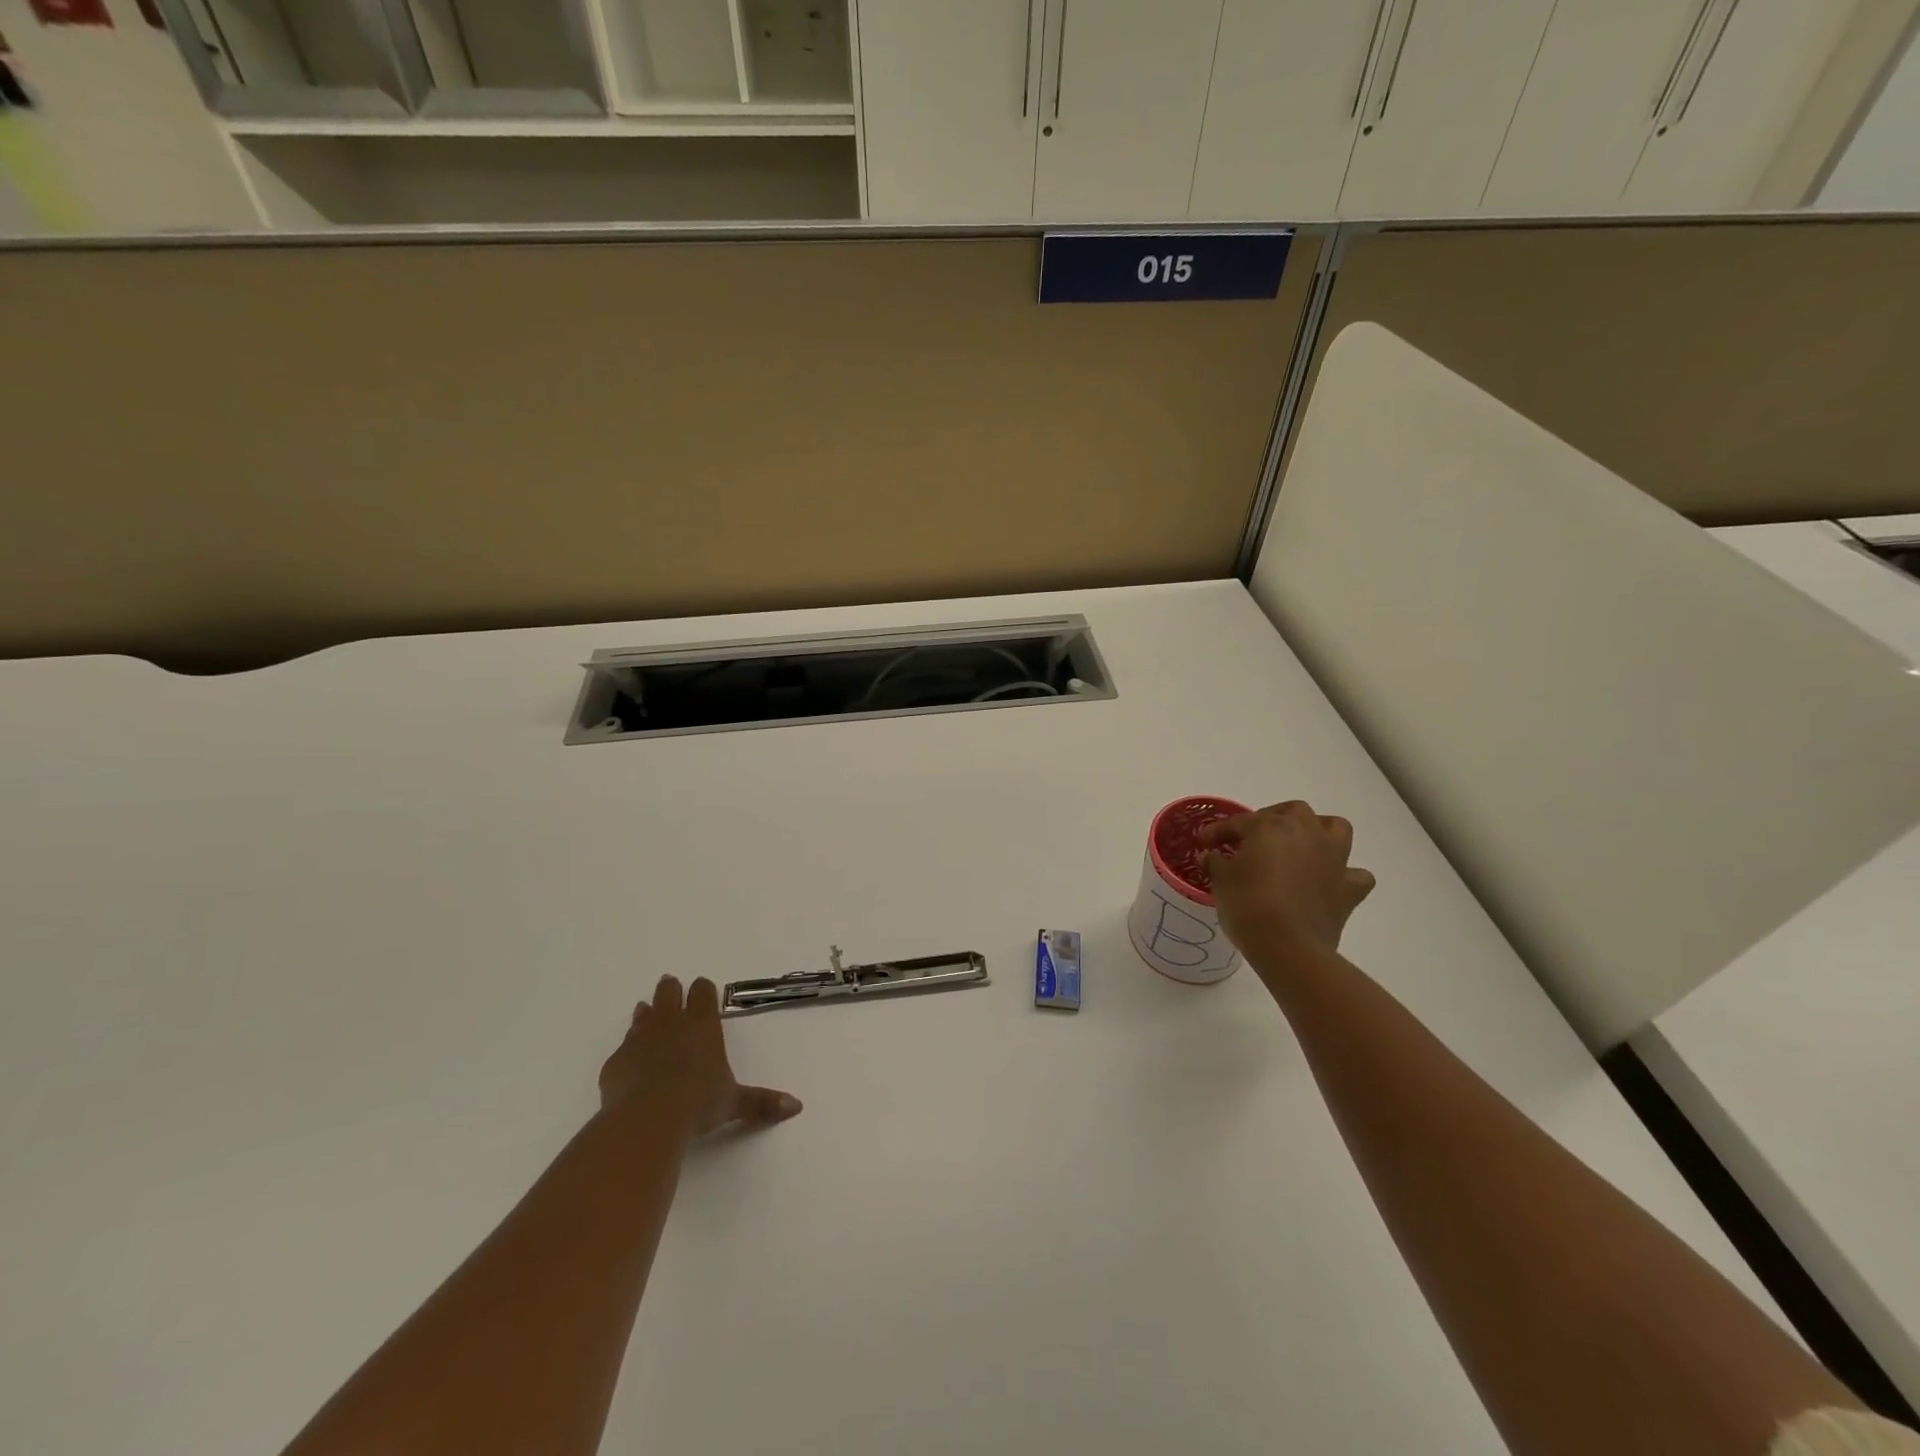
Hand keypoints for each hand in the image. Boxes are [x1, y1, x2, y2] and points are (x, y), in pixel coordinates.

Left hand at [599, 975, 802, 1137]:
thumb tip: (797, 1107)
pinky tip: (629, 1060)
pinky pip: (622, 1047)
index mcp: (702, 1024)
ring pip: (643, 1014)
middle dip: (671, 989)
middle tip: (672, 986)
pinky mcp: (616, 1061)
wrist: (647, 1118)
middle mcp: (671, 1023)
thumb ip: (762, 1102)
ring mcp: (639, 1039)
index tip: (703, 989)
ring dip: (647, 1013)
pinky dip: (627, 1049)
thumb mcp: (734, 1102)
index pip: (703, 991)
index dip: (703, 989)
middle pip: (669, 992)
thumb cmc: (699, 1102)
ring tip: (646, 1010)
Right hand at [1200, 801, 1376, 965]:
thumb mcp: (1221, 881)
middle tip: (1254, 837)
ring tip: (1300, 845)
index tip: (1205, 842)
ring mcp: (1333, 859)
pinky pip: (1355, 874)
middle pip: (1293, 811)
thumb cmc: (1248, 906)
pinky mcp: (1349, 888)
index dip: (1219, 830)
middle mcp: (1306, 833)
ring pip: (1335, 828)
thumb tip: (1210, 855)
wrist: (1288, 947)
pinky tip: (1328, 881)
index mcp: (1271, 827)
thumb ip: (1216, 862)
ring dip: (1319, 831)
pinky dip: (1344, 874)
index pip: (1240, 822)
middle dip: (1273, 818)